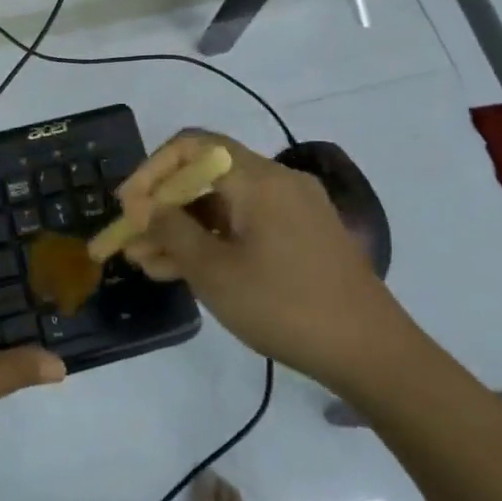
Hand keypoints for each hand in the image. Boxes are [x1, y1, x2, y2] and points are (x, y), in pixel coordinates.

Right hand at [116, 131, 413, 393]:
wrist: (372, 354)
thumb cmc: (285, 306)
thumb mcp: (214, 271)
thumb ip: (171, 230)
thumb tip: (142, 204)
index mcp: (258, 178)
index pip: (193, 146)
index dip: (152, 169)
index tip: (128, 205)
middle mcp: (277, 182)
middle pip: (205, 176)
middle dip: (162, 206)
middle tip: (129, 239)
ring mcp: (292, 210)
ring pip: (222, 205)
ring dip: (182, 228)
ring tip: (145, 261)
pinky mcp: (301, 237)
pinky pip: (244, 226)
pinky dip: (212, 241)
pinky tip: (181, 270)